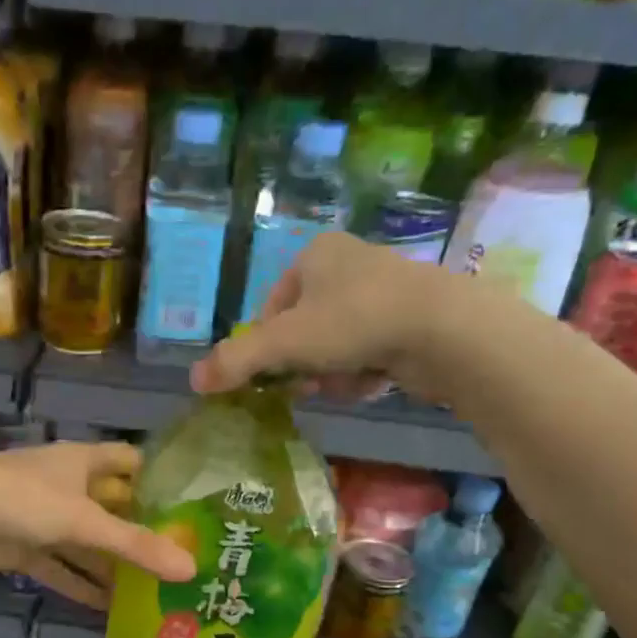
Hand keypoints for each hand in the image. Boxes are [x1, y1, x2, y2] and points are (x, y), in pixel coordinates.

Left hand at [0, 443, 194, 608]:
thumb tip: (192, 568)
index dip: (160, 478)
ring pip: (87, 544)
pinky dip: (81, 586)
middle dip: (142, 532)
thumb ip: (135, 545)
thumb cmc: (21, 498)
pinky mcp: (24, 550)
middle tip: (185, 559)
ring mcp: (44, 521)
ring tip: (156, 591)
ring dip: (113, 566)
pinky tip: (110, 609)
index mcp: (83, 463)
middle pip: (113, 508)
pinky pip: (62, 569)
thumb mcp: (84, 519)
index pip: (131, 462)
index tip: (195, 505)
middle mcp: (67, 488)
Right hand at [189, 232, 516, 404]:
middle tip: (310, 384)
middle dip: (303, 363)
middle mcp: (348, 264)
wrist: (442, 329)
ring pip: (335, 345)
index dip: (267, 346)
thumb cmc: (353, 322)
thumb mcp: (284, 343)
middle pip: (303, 329)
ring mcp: (382, 290)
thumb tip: (193, 380)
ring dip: (332, 372)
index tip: (274, 373)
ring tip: (346, 382)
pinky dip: (363, 372)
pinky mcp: (409, 319)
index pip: (271, 307)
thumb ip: (237, 360)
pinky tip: (373, 380)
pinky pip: (367, 351)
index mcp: (315, 254)